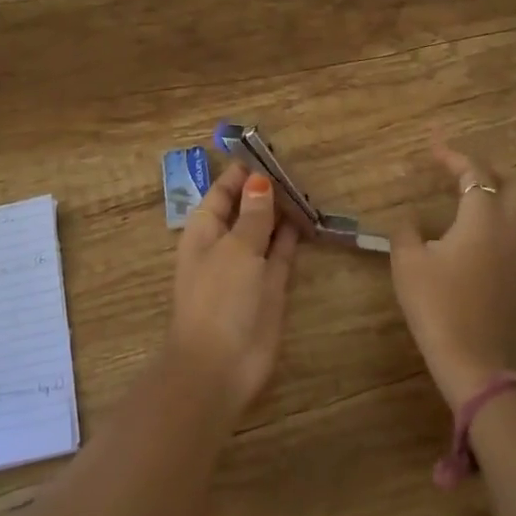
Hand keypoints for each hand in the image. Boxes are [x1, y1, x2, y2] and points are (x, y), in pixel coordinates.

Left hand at [170, 163, 299, 423]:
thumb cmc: (220, 298)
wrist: (220, 365)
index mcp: (205, 229)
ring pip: (267, 228)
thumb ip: (254, 215)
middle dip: (267, 189)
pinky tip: (310, 218)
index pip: (223, 190)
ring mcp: (249, 265)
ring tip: (307, 186)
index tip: (268, 150)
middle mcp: (225, 243)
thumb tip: (259, 181)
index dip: (243, 171)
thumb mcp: (237, 248)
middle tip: (297, 166)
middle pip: (247, 207)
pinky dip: (293, 236)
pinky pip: (282, 252)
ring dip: (283, 210)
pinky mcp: (270, 286)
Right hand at [390, 139, 515, 409]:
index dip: (453, 156)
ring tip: (493, 200)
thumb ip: (406, 231)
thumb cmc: (435, 303)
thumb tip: (409, 219)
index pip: (473, 173)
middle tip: (468, 170)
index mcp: (482, 218)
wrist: (469, 357)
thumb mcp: (407, 261)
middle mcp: (512, 230)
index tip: (434, 147)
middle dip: (493, 170)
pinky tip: (510, 247)